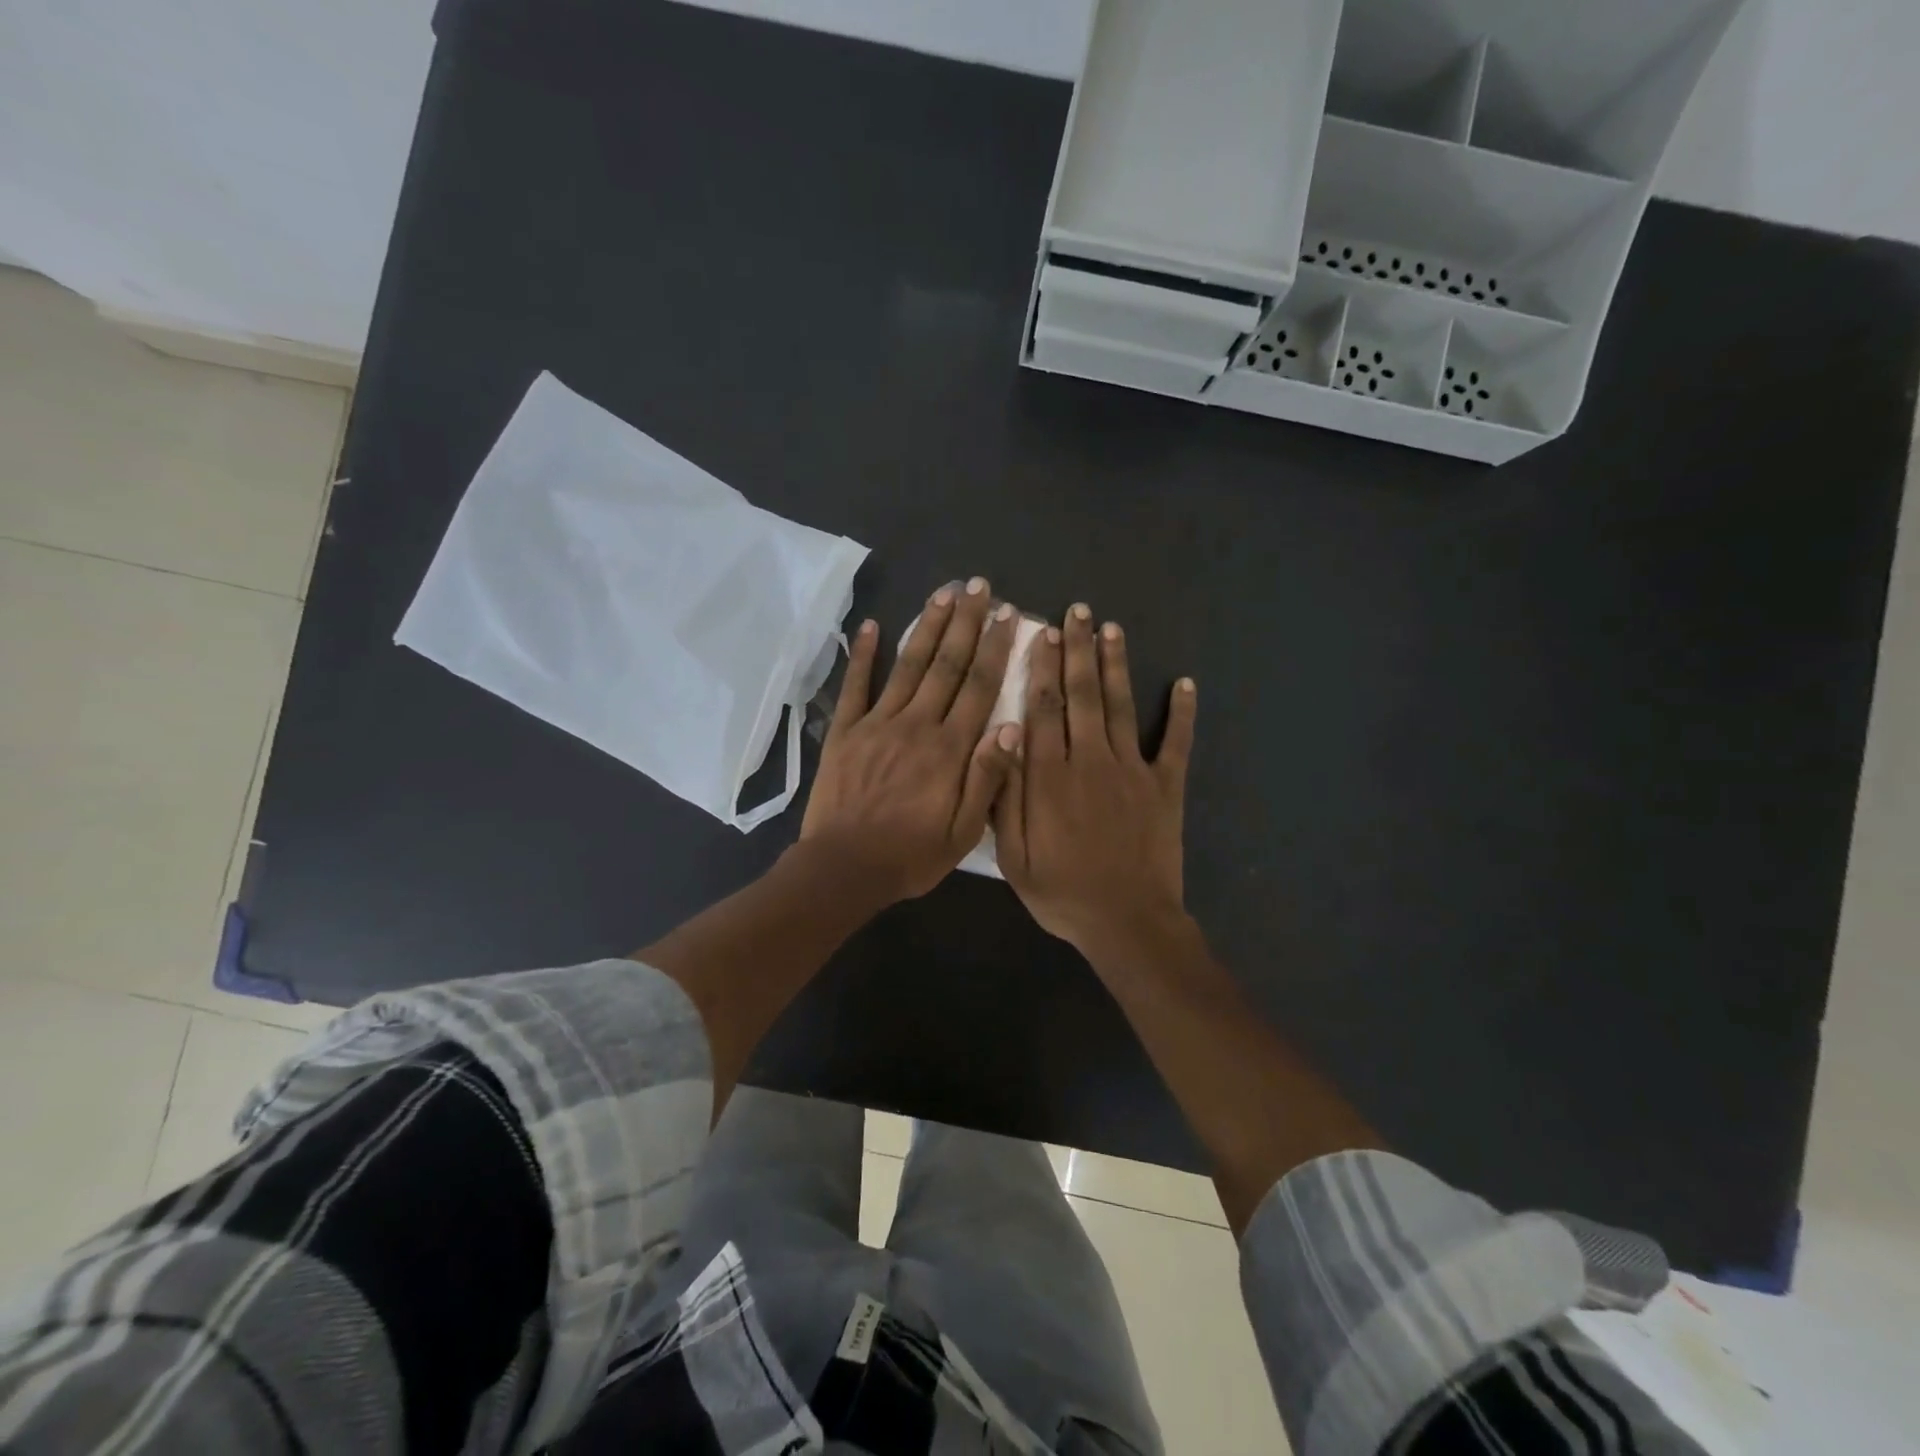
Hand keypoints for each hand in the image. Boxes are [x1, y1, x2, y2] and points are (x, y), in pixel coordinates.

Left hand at [801, 577, 1023, 902]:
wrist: (844, 868)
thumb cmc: (910, 855)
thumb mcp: (964, 832)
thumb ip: (988, 779)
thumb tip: (1014, 727)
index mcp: (949, 749)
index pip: (979, 687)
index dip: (996, 648)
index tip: (1009, 615)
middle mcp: (916, 725)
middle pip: (946, 665)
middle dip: (965, 623)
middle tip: (978, 587)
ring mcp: (877, 723)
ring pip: (908, 666)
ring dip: (926, 627)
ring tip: (942, 594)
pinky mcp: (845, 731)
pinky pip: (855, 686)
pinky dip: (862, 655)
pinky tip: (870, 625)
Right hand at [994, 603, 1197, 957]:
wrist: (1126, 922)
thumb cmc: (1062, 891)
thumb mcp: (1013, 853)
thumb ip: (1006, 794)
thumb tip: (1003, 737)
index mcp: (1050, 775)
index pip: (1043, 707)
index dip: (1042, 667)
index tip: (1041, 633)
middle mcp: (1090, 759)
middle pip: (1081, 694)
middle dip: (1078, 650)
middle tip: (1078, 612)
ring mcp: (1132, 770)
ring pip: (1121, 705)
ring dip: (1115, 665)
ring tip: (1112, 628)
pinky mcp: (1166, 786)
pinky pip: (1176, 742)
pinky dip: (1183, 713)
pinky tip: (1186, 682)